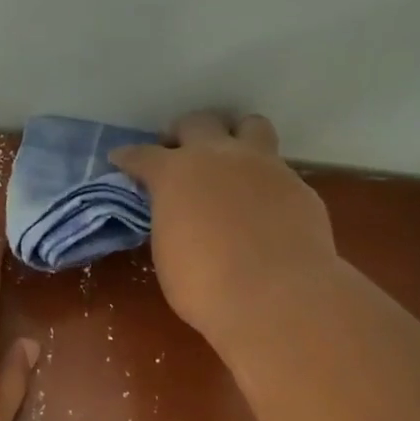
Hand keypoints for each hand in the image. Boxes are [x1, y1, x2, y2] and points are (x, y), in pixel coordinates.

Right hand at [112, 111, 338, 350]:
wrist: (276, 297)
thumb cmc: (205, 286)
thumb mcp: (168, 253)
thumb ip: (170, 221)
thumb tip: (178, 215)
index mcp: (176, 174)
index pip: (143, 155)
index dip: (129, 158)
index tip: (121, 159)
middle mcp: (219, 157)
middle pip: (197, 122)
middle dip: (181, 134)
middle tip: (177, 154)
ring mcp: (264, 166)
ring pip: (249, 125)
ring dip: (234, 136)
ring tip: (229, 160)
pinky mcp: (298, 185)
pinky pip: (277, 170)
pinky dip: (263, 181)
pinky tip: (262, 207)